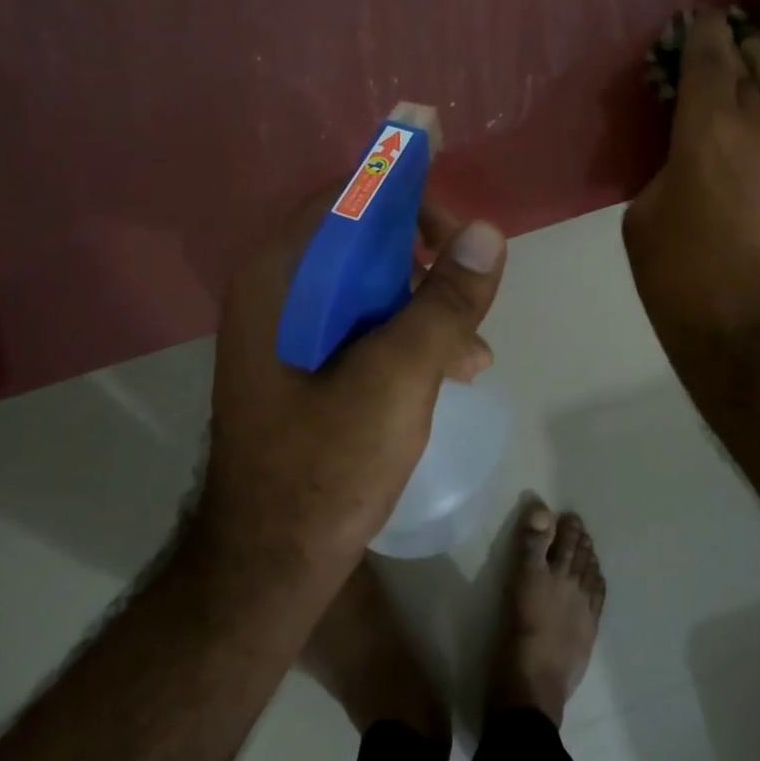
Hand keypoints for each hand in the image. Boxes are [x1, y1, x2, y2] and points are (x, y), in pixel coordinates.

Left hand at [200, 191, 506, 570]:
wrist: (269, 565)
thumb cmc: (325, 466)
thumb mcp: (398, 378)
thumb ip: (445, 302)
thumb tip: (490, 233)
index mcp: (282, 277)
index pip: (349, 197)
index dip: (408, 195)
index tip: (461, 230)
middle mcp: (279, 292)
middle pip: (364, 239)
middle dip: (428, 260)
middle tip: (475, 286)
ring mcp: (291, 331)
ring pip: (371, 286)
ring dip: (427, 304)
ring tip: (475, 348)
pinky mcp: (307, 365)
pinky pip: (365, 326)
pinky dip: (409, 336)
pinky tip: (455, 371)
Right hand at [624, 10, 759, 351]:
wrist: (758, 335)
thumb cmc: (682, 280)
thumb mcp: (644, 216)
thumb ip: (667, 166)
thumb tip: (687, 152)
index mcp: (709, 126)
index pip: (709, 53)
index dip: (702, 30)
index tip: (698, 21)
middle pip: (757, 59)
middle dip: (738, 47)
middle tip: (725, 48)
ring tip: (756, 80)